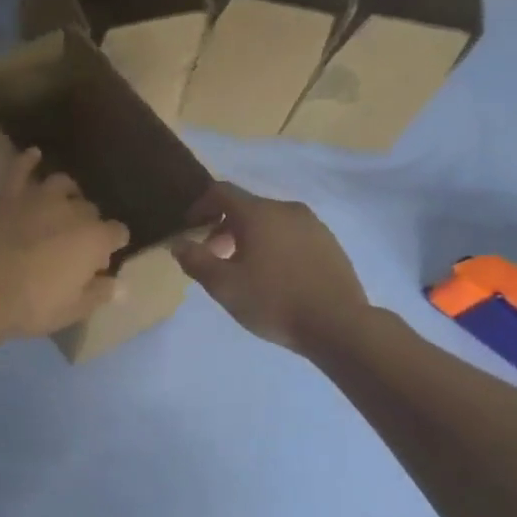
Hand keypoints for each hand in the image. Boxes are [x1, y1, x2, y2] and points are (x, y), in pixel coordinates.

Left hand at [0, 148, 129, 338]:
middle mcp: (72, 210)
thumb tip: (121, 286)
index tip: (101, 262)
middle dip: (88, 224)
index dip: (112, 246)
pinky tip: (34, 155)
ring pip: (62, 184)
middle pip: (90, 209)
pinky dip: (28, 160)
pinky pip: (20, 168)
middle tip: (74, 245)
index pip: (118, 233)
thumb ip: (100, 293)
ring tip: (62, 205)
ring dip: (67, 193)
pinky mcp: (8, 194)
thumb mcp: (74, 310)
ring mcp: (39, 197)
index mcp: (94, 239)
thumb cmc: (33, 306)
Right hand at [174, 183, 367, 353]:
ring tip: (244, 269)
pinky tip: (275, 276)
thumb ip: (195, 260)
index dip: (199, 205)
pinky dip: (274, 245)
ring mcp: (312, 224)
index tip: (189, 228)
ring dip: (249, 237)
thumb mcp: (223, 286)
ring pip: (270, 221)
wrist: (338, 324)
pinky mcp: (329, 242)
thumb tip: (178, 243)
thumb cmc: (273, 301)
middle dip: (223, 227)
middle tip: (213, 257)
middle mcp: (286, 209)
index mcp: (258, 213)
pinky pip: (291, 234)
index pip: (221, 191)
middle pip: (246, 207)